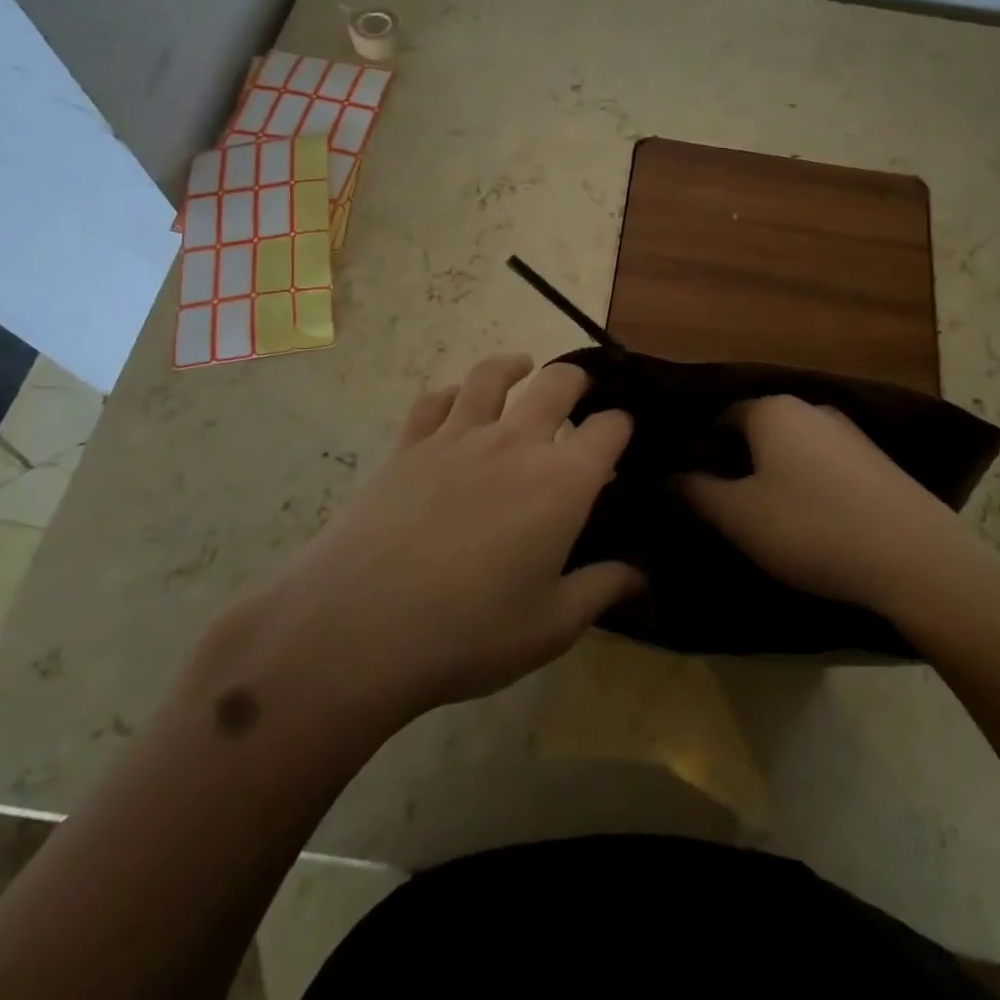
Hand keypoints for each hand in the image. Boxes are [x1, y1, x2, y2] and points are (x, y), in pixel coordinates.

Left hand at [233, 355, 640, 730]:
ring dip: (513, 366)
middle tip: (582, 392)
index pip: (609, 430)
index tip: (623, 435)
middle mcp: (515, 443)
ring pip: (491, 376)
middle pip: (557, 384)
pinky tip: (455, 402)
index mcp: (561, 482)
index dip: (622, 426)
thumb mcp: (550, 626)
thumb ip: (601, 590)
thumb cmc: (469, 632)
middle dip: (578, 381)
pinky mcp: (408, 445)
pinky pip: (433, 401)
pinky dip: (451, 394)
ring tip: (522, 367)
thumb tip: (640, 574)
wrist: (360, 628)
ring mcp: (457, 437)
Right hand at [680, 396, 980, 620]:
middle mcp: (810, 408)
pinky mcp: (877, 461)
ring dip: (773, 477)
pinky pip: (824, 465)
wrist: (915, 557)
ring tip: (769, 522)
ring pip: (792, 449)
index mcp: (772, 410)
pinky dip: (809, 486)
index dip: (701, 452)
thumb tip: (668, 476)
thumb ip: (696, 492)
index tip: (694, 492)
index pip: (720, 418)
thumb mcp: (738, 516)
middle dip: (737, 464)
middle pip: (757, 431)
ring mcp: (849, 432)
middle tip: (727, 510)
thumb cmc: (811, 527)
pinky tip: (814, 524)